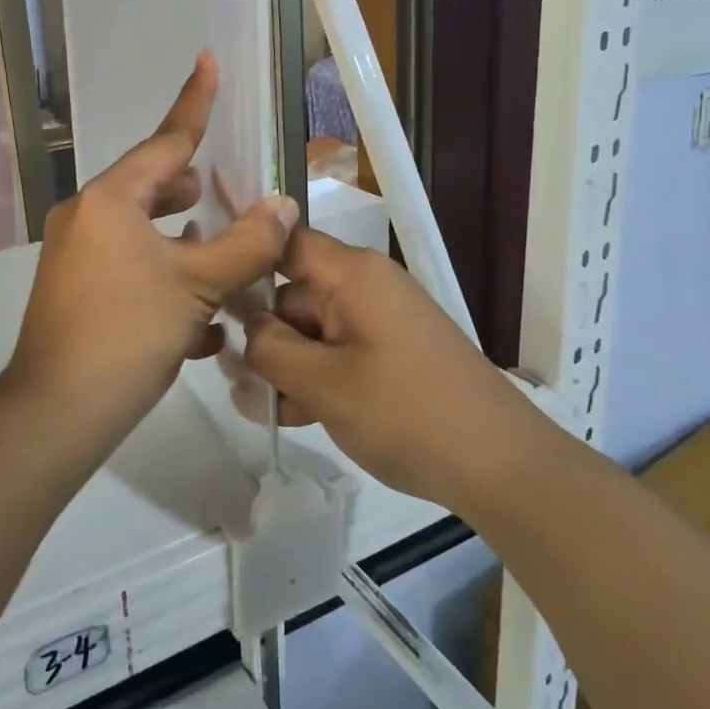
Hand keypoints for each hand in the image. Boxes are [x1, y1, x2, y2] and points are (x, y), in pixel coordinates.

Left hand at [7, 53, 297, 419]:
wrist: (59, 411)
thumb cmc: (128, 332)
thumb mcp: (197, 285)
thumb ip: (245, 243)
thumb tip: (282, 207)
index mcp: (110, 201)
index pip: (165, 141)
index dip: (194, 102)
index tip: (207, 61)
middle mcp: (87, 219)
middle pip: (151, 187)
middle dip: (192, 190)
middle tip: (227, 194)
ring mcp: (77, 258)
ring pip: (144, 235)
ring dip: (185, 244)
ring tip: (223, 257)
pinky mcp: (78, 294)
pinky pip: (131, 271)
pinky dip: (165, 282)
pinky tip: (202, 325)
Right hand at [243, 228, 532, 508]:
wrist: (500, 466)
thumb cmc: (406, 413)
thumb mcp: (324, 383)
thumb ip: (272, 348)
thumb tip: (249, 326)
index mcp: (353, 274)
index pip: (286, 242)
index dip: (246, 258)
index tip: (209, 289)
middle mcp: (366, 288)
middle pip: (294, 294)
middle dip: (263, 335)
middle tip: (235, 379)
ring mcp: (380, 323)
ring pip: (312, 331)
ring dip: (285, 365)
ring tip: (263, 409)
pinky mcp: (390, 356)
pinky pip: (338, 354)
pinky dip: (315, 379)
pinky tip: (293, 416)